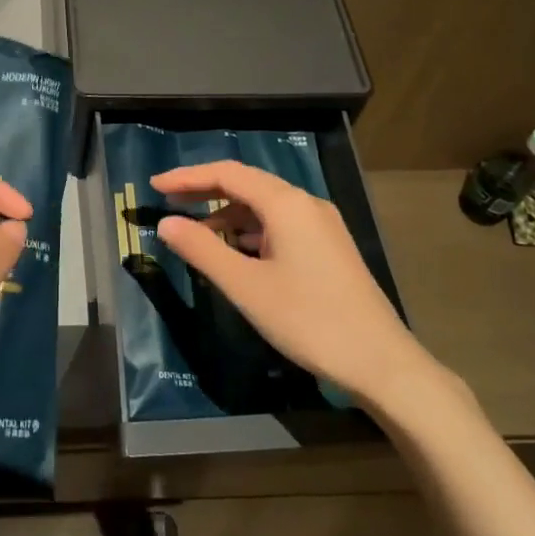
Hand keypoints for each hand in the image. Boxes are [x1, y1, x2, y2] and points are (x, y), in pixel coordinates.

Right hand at [152, 160, 442, 407]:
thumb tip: (166, 223)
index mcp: (286, 204)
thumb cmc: (308, 319)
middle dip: (206, 191)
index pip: (228, 173)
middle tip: (169, 203)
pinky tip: (237, 252)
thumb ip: (202, 250)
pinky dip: (251, 230)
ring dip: (228, 213)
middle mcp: (306, 204)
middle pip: (247, 184)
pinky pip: (281, 224)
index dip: (188, 177)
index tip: (155, 187)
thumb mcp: (246, 286)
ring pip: (265, 206)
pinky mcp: (329, 247)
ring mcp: (322, 225)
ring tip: (196, 233)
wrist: (380, 362)